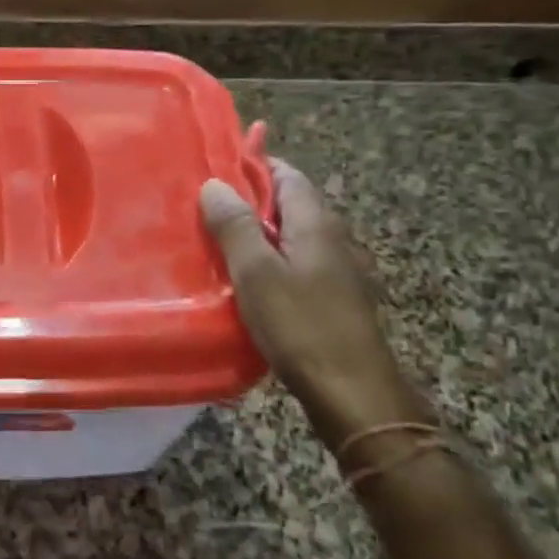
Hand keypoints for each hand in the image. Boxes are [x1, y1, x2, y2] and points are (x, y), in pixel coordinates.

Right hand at [201, 158, 432, 448]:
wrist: (353, 394)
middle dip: (249, 200)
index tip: (216, 166)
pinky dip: (268, 260)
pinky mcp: (332, 297)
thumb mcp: (256, 273)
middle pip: (288, 203)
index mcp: (315, 222)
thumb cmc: (301, 326)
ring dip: (257, 233)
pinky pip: (294, 263)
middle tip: (205, 207)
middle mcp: (331, 237)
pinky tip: (243, 279)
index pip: (286, 174)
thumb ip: (235, 226)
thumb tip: (215, 183)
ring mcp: (336, 269)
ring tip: (216, 241)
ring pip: (290, 236)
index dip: (254, 165)